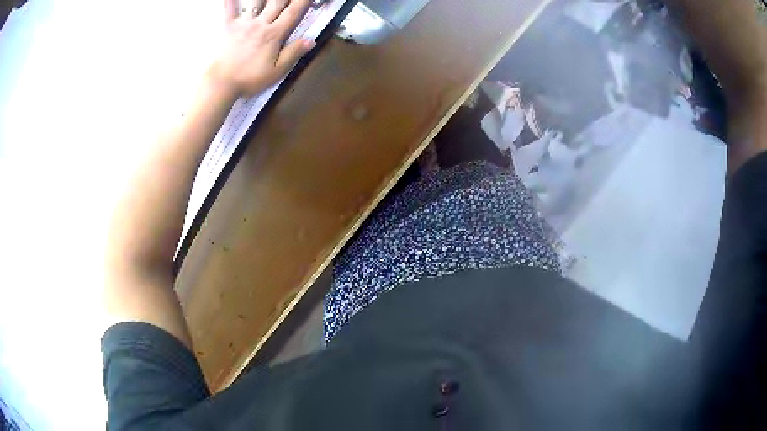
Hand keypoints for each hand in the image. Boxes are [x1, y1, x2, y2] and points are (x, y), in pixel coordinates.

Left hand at [208, 0, 314, 97]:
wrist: (221, 83)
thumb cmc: (249, 79)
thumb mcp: (277, 71)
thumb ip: (293, 53)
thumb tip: (310, 40)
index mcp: (274, 34)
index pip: (293, 12)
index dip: (303, 1)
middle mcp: (260, 24)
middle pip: (277, 2)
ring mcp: (244, 24)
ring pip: (257, 2)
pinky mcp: (228, 27)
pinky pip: (229, 9)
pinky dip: (230, 1)